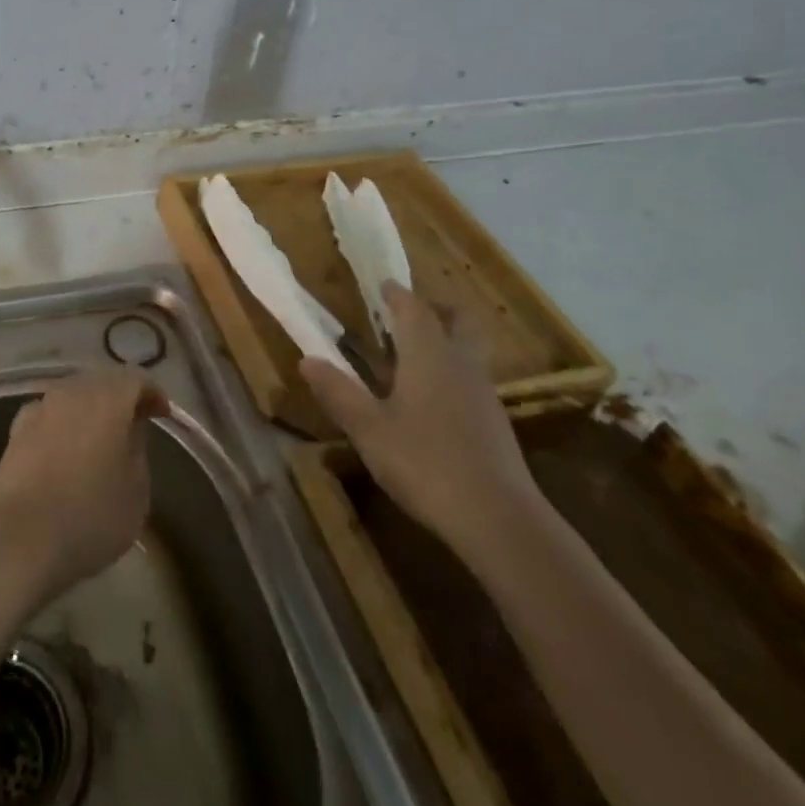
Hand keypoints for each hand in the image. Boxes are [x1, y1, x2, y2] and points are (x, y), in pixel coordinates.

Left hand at [0, 370, 167, 605]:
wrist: (20, 539)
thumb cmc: (91, 516)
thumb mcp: (137, 490)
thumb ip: (138, 449)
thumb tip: (129, 429)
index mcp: (107, 399)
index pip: (135, 379)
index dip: (152, 393)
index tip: (162, 415)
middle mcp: (72, 392)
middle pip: (102, 381)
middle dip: (120, 397)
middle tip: (134, 423)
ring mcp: (40, 408)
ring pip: (72, 395)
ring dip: (89, 409)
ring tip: (100, 438)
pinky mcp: (16, 429)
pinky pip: (49, 414)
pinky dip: (63, 423)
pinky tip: (65, 448)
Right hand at [299, 282, 540, 566]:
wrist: (498, 520)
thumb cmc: (425, 462)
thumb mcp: (368, 428)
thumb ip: (338, 392)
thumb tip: (307, 359)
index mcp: (429, 356)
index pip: (414, 310)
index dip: (398, 294)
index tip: (383, 285)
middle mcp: (461, 365)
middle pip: (459, 321)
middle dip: (436, 309)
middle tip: (408, 312)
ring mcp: (484, 395)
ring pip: (468, 350)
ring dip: (445, 341)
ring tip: (412, 355)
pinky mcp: (495, 424)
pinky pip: (471, 379)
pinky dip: (451, 372)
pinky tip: (430, 399)